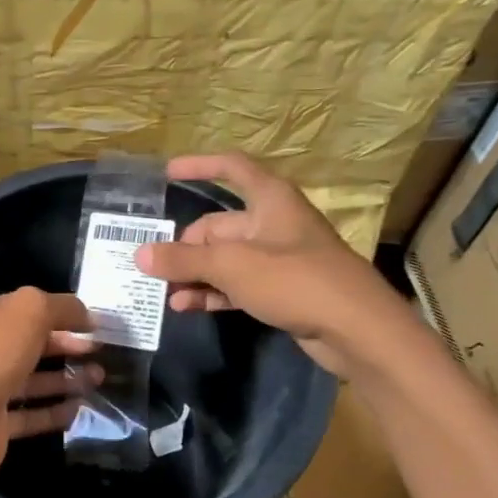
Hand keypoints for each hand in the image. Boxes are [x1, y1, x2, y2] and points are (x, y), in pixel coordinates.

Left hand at [0, 288, 99, 491]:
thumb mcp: (27, 313)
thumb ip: (59, 306)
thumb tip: (85, 313)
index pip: (20, 306)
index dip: (57, 310)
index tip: (91, 322)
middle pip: (27, 343)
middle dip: (65, 345)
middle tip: (99, 350)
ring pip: (30, 379)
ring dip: (64, 378)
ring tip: (99, 378)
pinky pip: (28, 415)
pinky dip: (53, 411)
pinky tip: (79, 409)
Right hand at [134, 152, 409, 375]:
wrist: (357, 330)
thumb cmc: (295, 281)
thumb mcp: (232, 266)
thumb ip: (184, 259)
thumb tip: (141, 254)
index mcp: (270, 200)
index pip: (232, 168)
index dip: (200, 166)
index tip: (167, 172)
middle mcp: (273, 223)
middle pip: (218, 225)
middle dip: (184, 246)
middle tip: (151, 268)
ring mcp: (278, 259)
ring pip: (224, 259)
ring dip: (194, 274)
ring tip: (161, 292)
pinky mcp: (281, 290)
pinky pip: (236, 284)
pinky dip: (212, 292)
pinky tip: (185, 306)